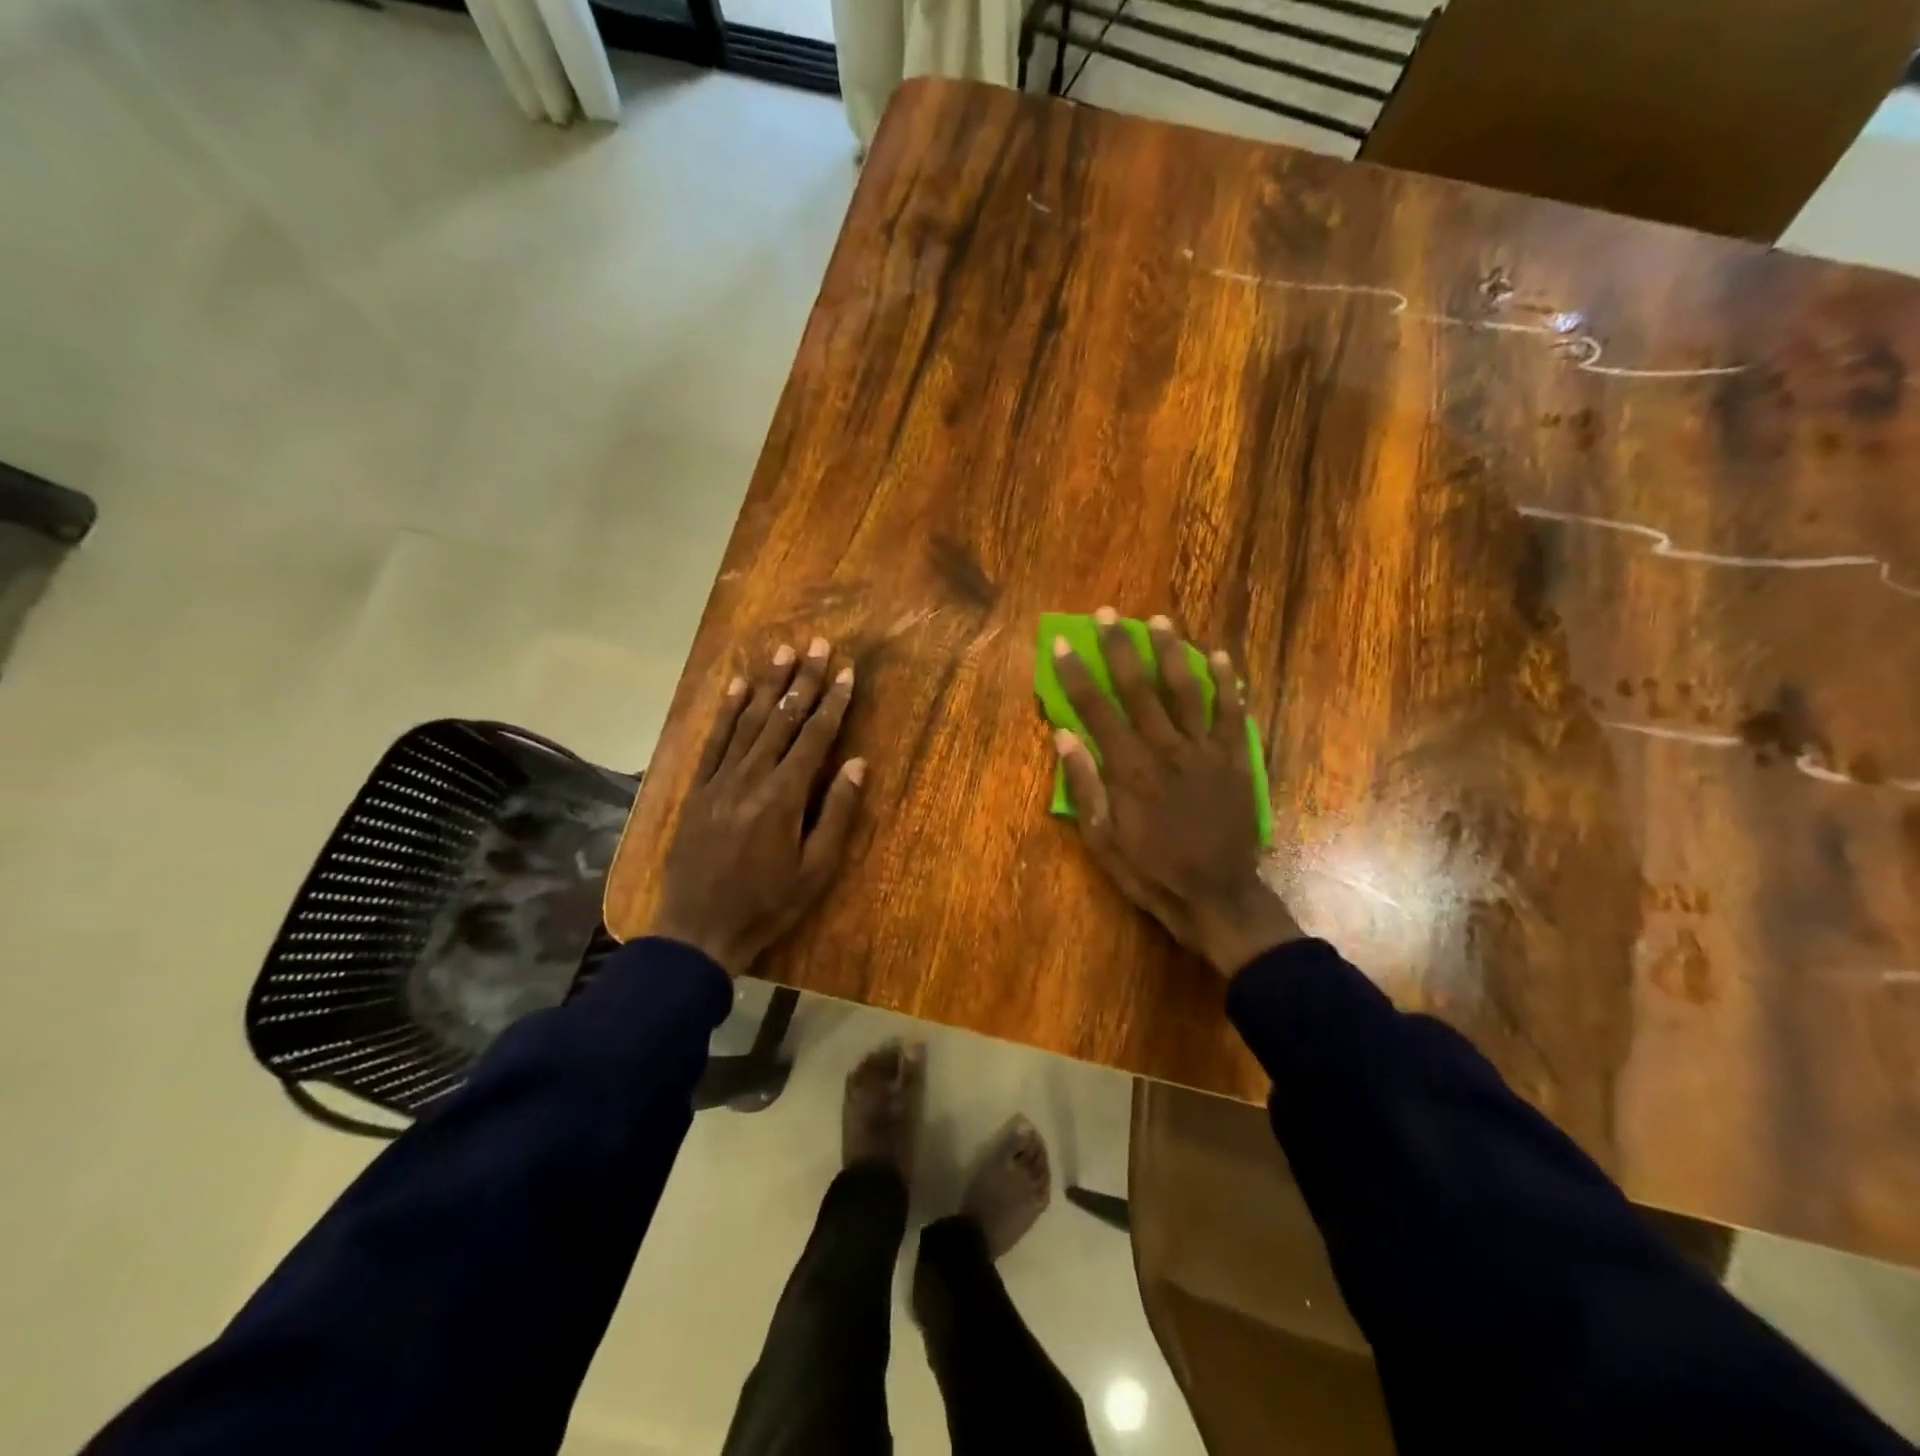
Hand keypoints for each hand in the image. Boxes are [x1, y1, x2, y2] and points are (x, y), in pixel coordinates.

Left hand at [651, 638, 865, 974]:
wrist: (698, 929)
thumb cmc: (767, 904)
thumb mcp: (815, 869)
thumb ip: (836, 812)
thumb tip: (857, 763)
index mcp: (785, 795)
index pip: (815, 736)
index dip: (833, 701)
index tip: (846, 670)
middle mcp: (752, 776)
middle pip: (783, 718)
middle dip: (803, 679)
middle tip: (817, 643)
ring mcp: (721, 779)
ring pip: (750, 721)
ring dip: (769, 685)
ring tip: (783, 652)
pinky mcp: (699, 788)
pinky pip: (715, 740)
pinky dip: (728, 711)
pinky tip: (737, 686)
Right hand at [1052, 610, 1301, 976]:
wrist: (1216, 895)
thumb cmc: (1150, 871)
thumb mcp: (1102, 839)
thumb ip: (1083, 785)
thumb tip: (1064, 735)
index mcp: (1128, 768)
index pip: (1095, 709)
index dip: (1076, 674)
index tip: (1062, 643)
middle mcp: (1165, 748)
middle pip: (1139, 688)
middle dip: (1120, 648)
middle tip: (1109, 614)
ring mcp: (1204, 751)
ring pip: (1186, 690)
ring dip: (1172, 652)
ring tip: (1160, 620)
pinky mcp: (1235, 760)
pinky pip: (1232, 714)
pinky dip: (1227, 683)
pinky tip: (1220, 657)